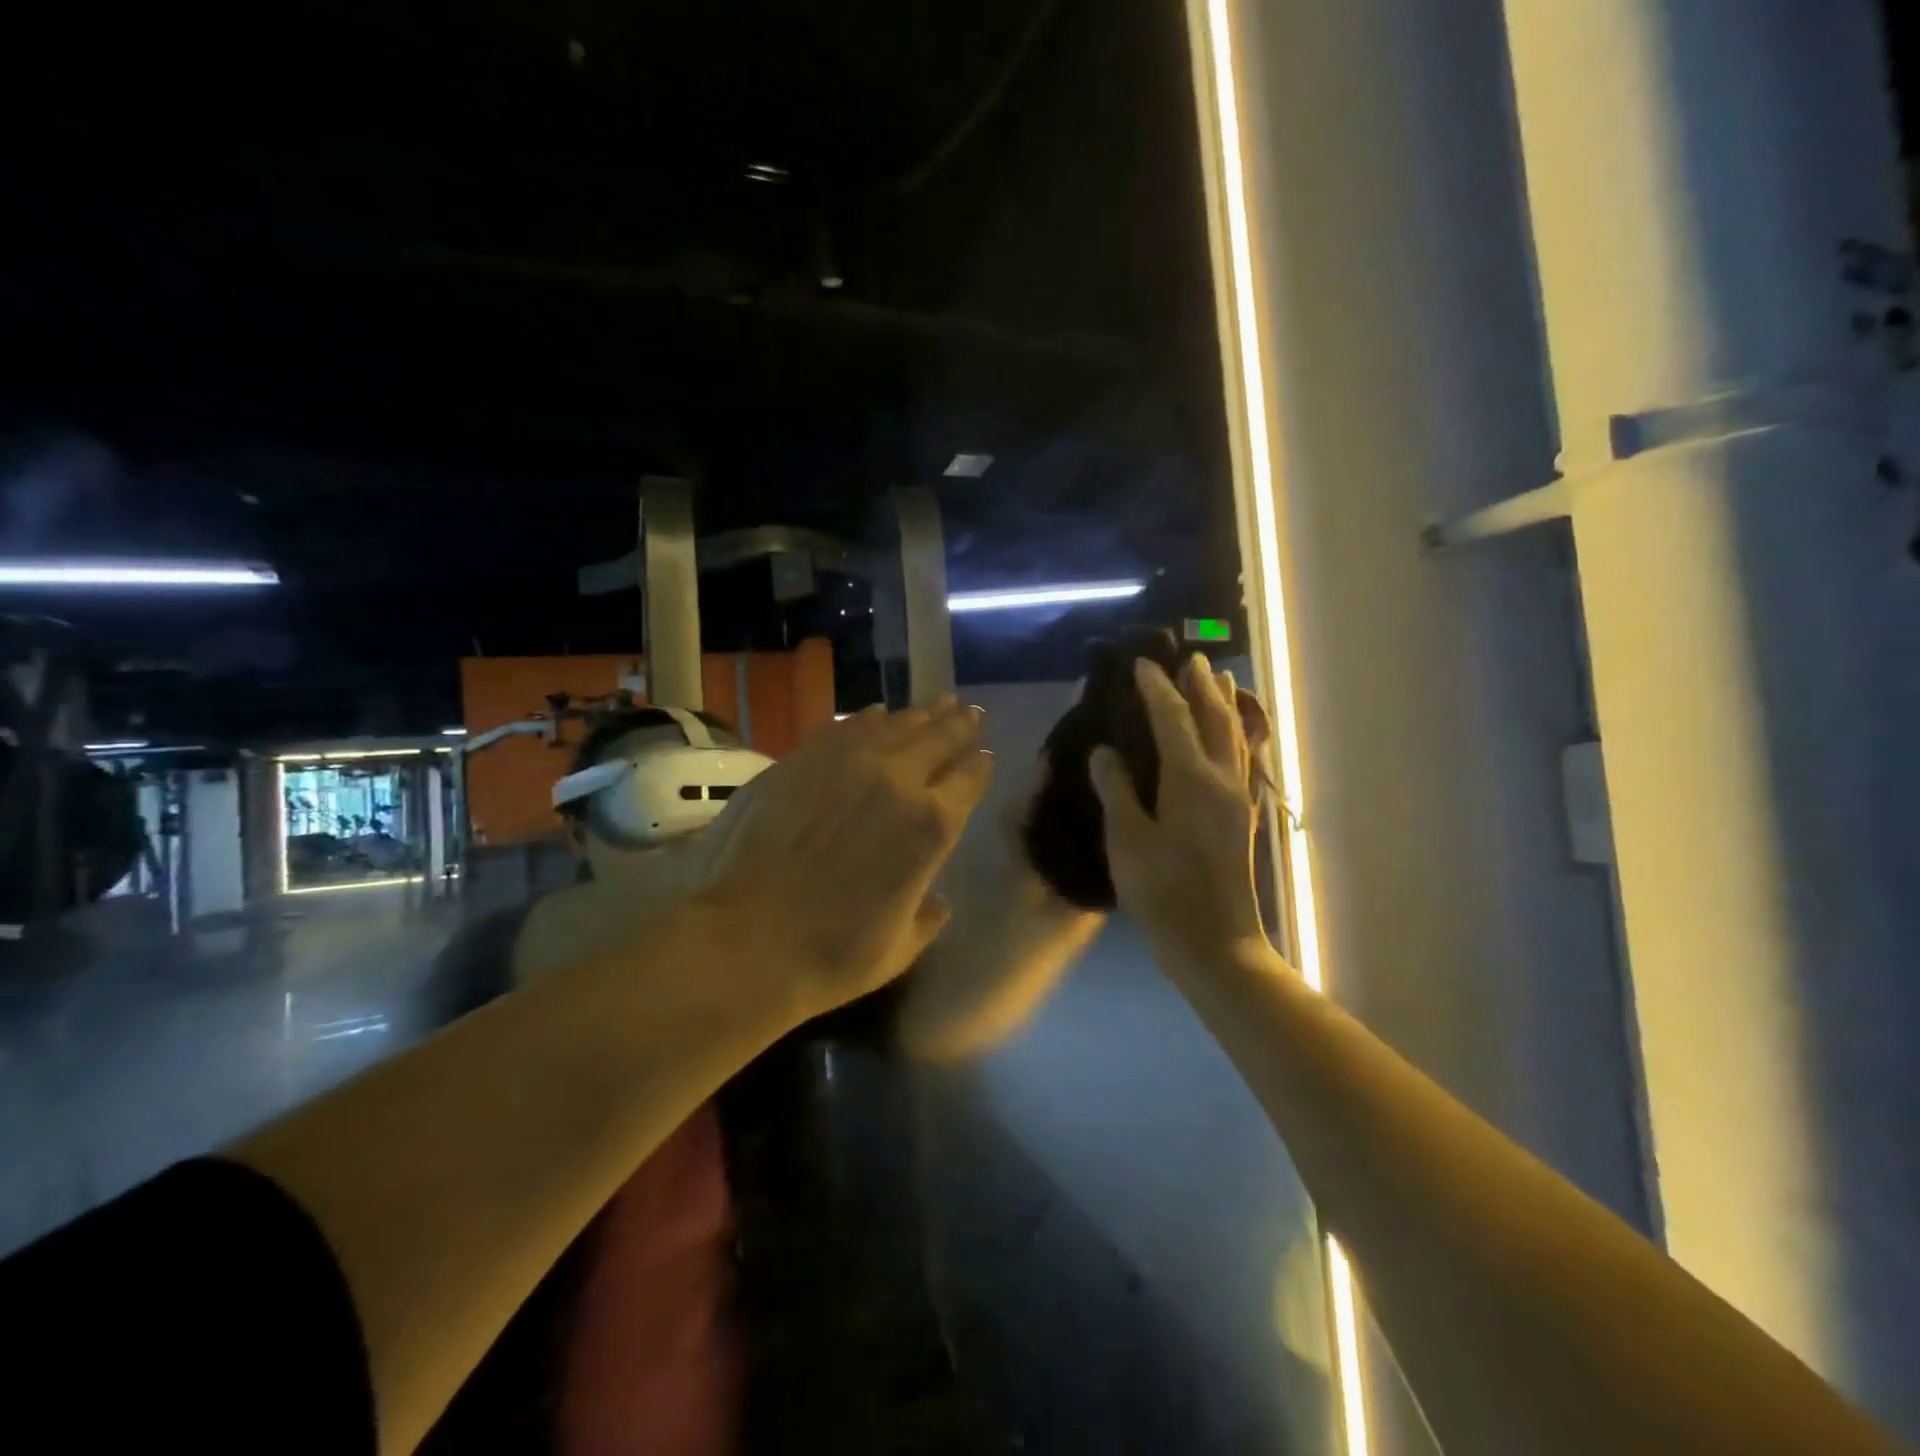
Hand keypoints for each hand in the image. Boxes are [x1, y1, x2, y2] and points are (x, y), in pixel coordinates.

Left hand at [693, 698, 992, 1024]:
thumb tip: (936, 902)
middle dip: (959, 725)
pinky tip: (875, 713)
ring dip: (919, 715)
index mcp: (930, 826)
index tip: (985, 755)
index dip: (980, 765)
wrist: (744, 940)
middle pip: (938, 739)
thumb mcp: (899, 948)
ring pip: (894, 725)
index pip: (969, 779)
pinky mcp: (802, 759)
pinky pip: (845, 727)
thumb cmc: (831, 955)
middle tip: (970, 712)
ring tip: (935, 705)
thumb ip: (926, 917)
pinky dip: (867, 718)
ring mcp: (846, 763)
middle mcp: (897, 780)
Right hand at [1090, 656, 1267, 973]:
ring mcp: (1237, 798)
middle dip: (1201, 685)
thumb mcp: (1127, 842)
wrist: (1215, 942)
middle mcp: (1221, 779)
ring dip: (1225, 704)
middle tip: (1191, 657)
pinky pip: (1243, 758)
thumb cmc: (1164, 894)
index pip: (1172, 719)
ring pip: (1235, 736)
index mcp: (1191, 780)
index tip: (1141, 664)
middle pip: (1215, 718)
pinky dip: (1237, 733)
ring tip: (1221, 678)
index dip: (1156, 689)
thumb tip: (1105, 752)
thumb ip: (1117, 791)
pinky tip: (1234, 734)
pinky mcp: (1242, 816)